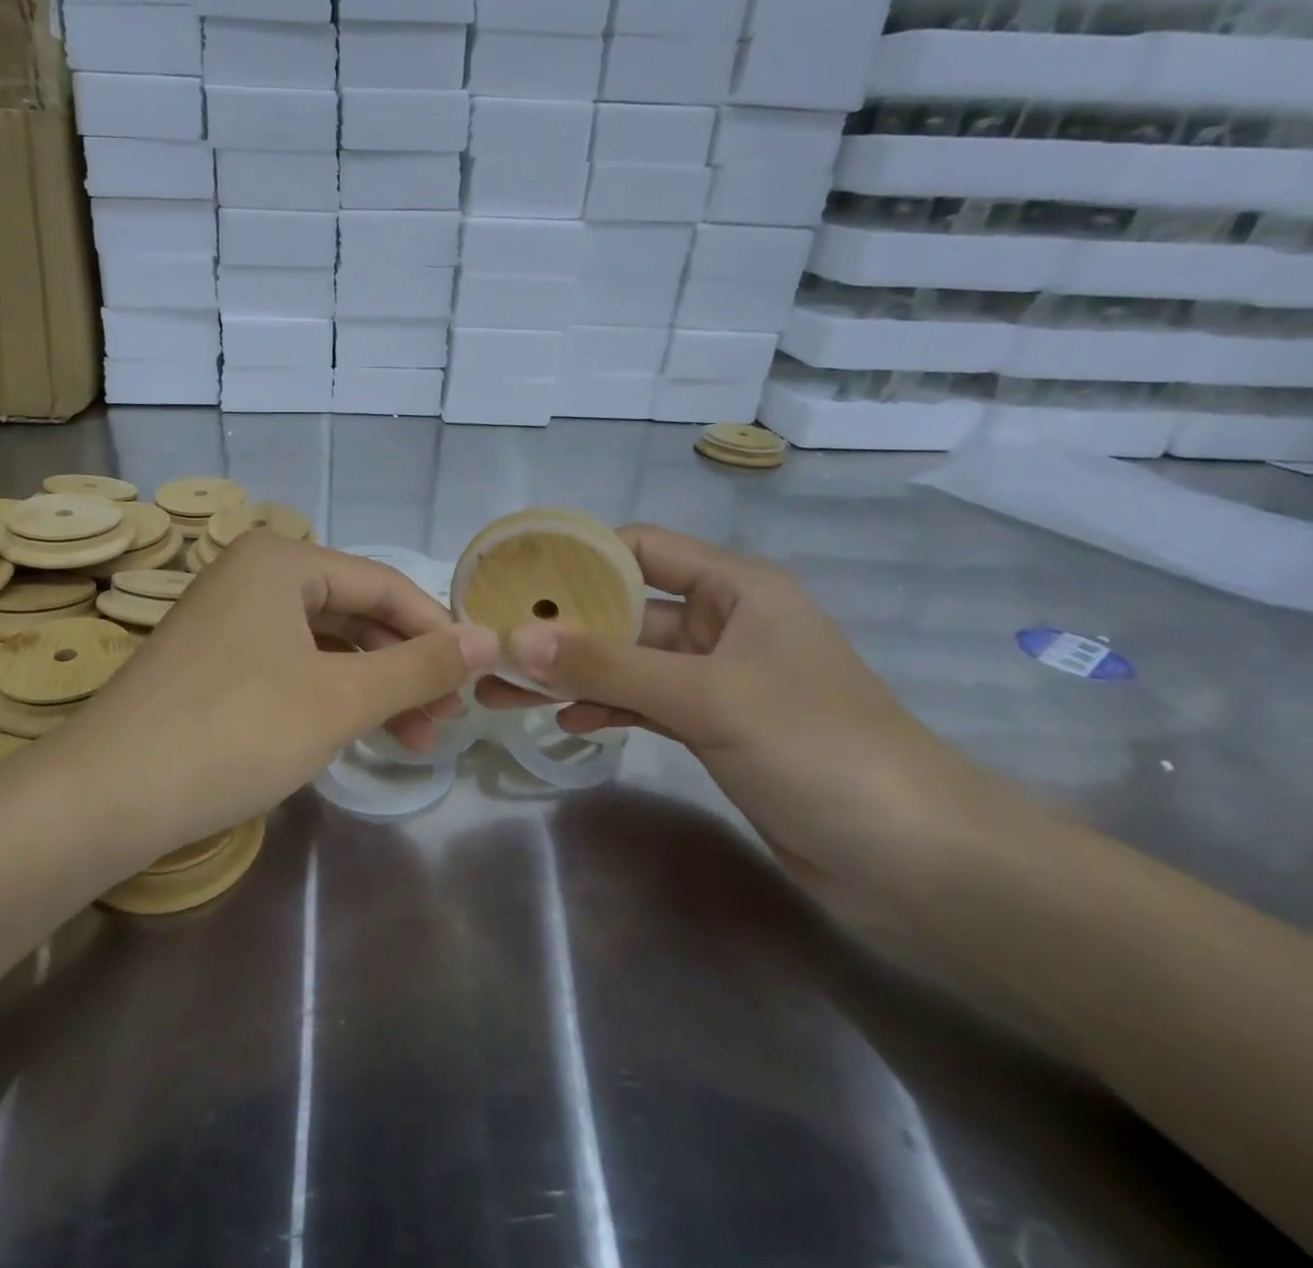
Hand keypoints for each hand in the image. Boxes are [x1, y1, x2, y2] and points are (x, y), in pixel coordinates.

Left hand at [61, 532, 498, 857]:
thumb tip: (489, 639)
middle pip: (353, 613)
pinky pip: (289, 665)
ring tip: (412, 739)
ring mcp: (226, 617)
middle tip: (445, 720)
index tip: (477, 678)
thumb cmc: (235, 731)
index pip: (384, 585)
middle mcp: (252, 574)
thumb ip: (419, 667)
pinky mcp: (211, 660)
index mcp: (281, 560)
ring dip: (371, 688)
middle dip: (404, 667)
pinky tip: (354, 732)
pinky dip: (328, 696)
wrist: (106, 795)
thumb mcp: (340, 699)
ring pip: (323, 645)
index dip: (437, 631)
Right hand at [477, 525, 992, 897]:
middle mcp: (723, 624)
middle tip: (495, 644)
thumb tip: (514, 639)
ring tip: (507, 690)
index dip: (578, 557)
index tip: (515, 576)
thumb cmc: (819, 749)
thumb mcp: (707, 696)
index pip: (641, 550)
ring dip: (573, 674)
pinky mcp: (715, 728)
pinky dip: (605, 708)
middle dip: (562, 628)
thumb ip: (609, 665)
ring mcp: (718, 679)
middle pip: (625, 610)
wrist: (917, 863)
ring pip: (629, 663)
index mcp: (736, 589)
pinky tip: (566, 722)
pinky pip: (644, 703)